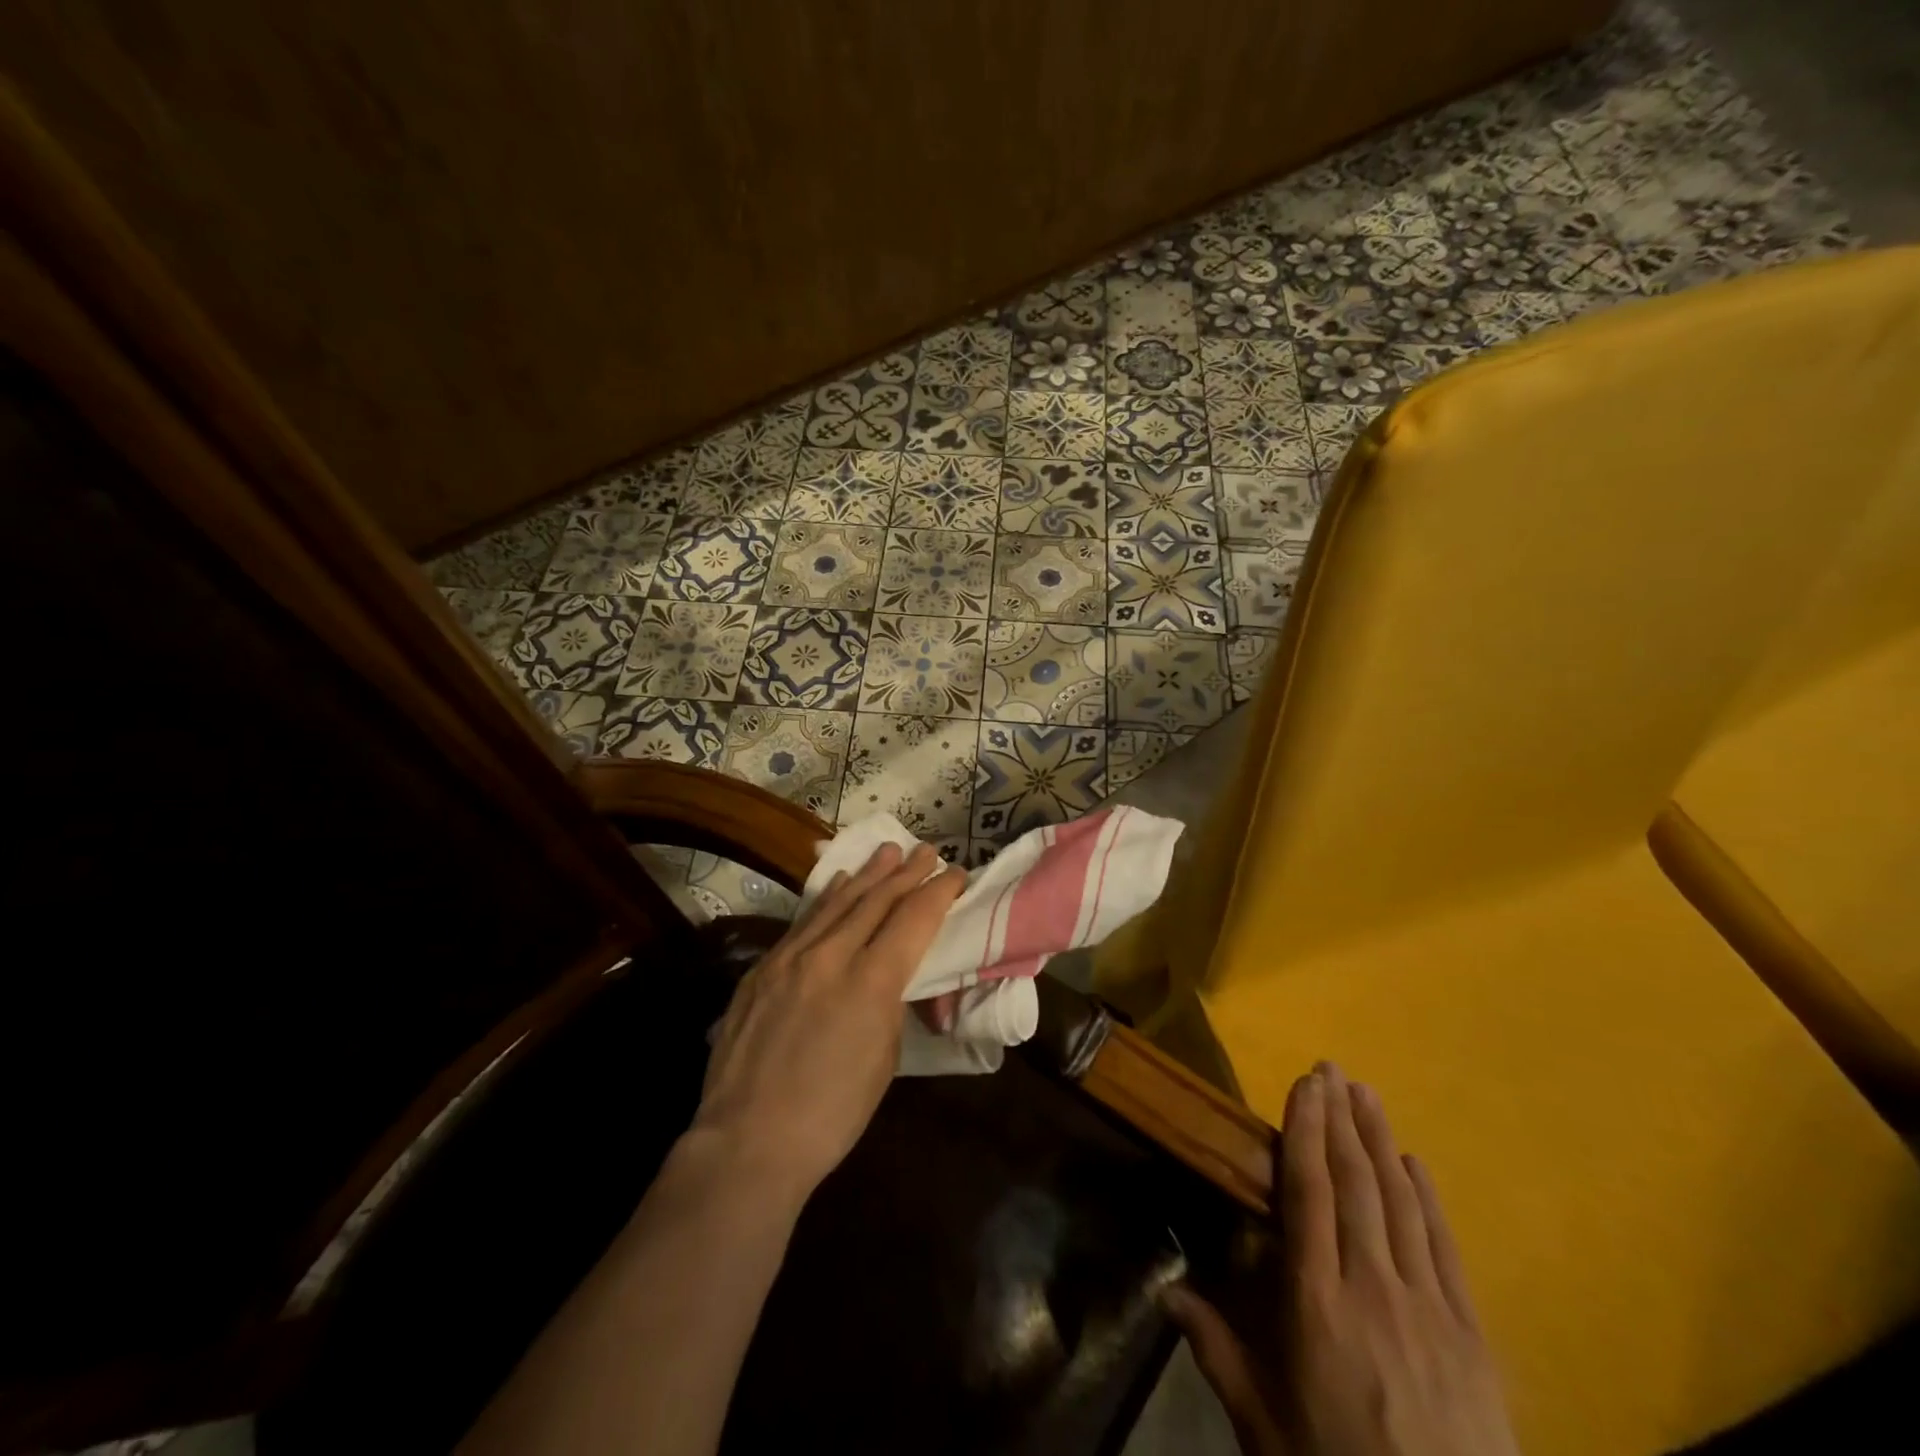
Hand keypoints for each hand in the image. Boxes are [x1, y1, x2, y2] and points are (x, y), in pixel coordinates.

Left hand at [689, 841, 963, 1203]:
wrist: (748, 1141)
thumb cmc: (832, 1113)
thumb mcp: (884, 1058)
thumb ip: (890, 1002)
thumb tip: (892, 975)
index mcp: (871, 981)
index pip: (914, 918)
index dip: (939, 892)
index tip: (957, 874)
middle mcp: (831, 954)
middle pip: (877, 899)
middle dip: (907, 872)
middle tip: (927, 850)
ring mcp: (791, 956)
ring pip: (838, 901)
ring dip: (868, 874)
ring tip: (888, 851)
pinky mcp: (762, 967)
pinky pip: (805, 920)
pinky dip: (828, 896)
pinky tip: (839, 883)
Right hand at [1163, 1063, 1518, 1455]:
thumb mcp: (1264, 1424)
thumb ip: (1216, 1350)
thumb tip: (1165, 1292)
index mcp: (1316, 1300)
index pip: (1309, 1192)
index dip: (1306, 1130)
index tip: (1305, 1084)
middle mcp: (1372, 1285)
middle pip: (1356, 1183)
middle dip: (1342, 1119)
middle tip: (1333, 1068)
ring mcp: (1428, 1306)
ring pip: (1400, 1202)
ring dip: (1381, 1140)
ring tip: (1368, 1094)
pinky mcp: (1472, 1334)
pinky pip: (1445, 1247)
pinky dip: (1428, 1198)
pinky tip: (1417, 1165)